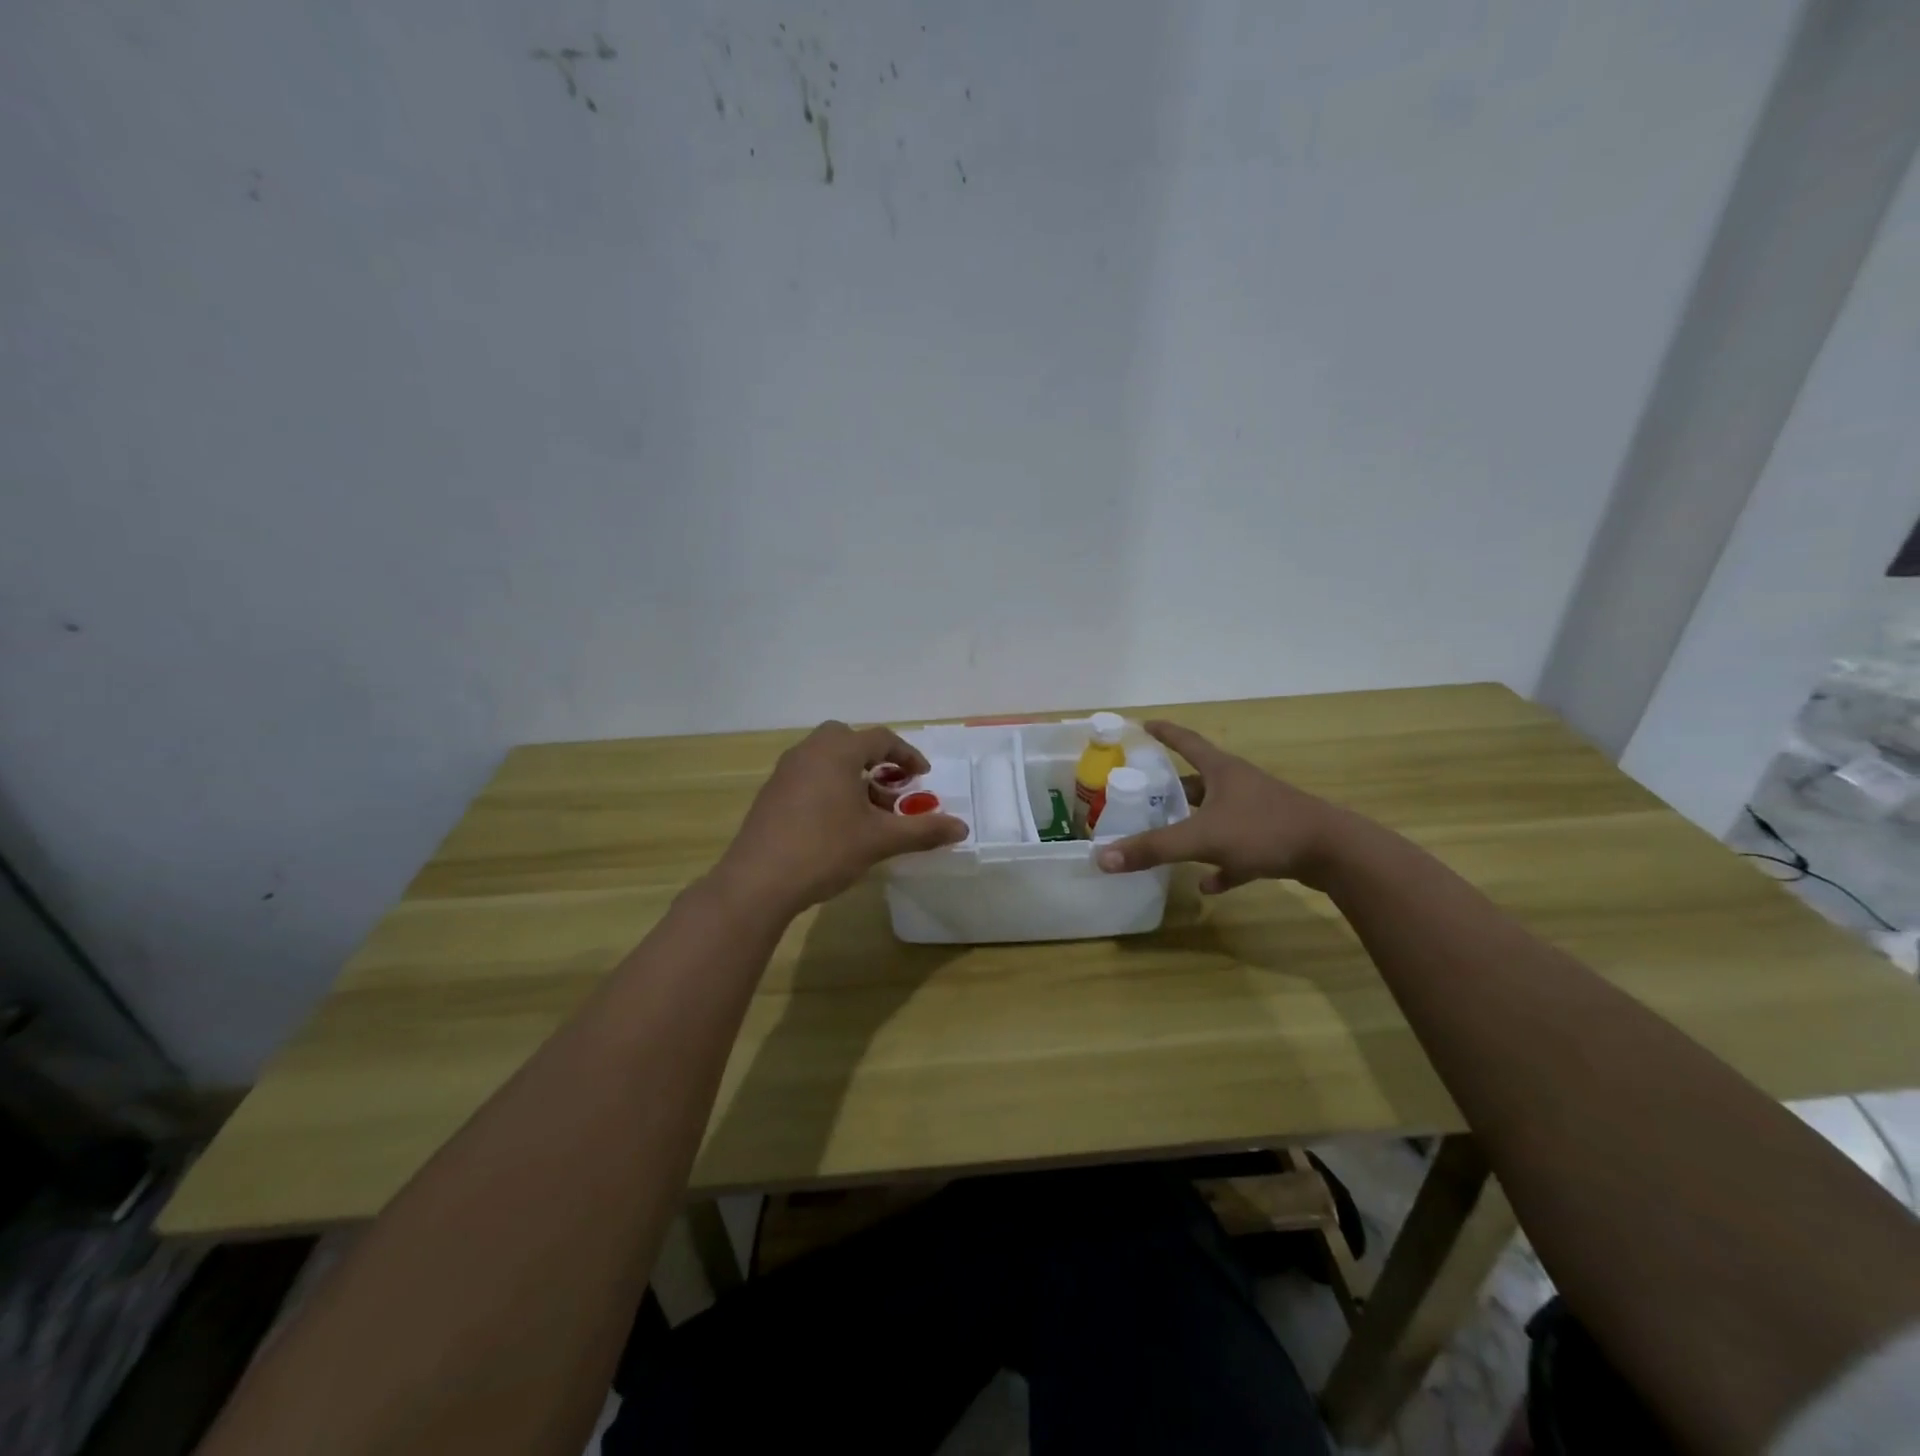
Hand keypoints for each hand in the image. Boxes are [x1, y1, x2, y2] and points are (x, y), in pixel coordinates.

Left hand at [713, 721, 968, 916]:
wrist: (758, 881)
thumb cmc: (824, 850)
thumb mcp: (879, 840)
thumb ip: (922, 830)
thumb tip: (962, 828)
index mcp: (837, 751)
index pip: (881, 739)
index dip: (907, 756)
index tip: (923, 777)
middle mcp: (809, 751)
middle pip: (848, 741)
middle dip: (875, 760)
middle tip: (892, 787)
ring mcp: (785, 771)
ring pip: (826, 759)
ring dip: (852, 775)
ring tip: (868, 811)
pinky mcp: (771, 794)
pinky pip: (809, 776)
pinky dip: (830, 787)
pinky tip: (837, 823)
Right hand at [1094, 720, 1352, 892]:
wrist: (1333, 852)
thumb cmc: (1263, 829)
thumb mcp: (1202, 838)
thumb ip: (1153, 848)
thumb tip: (1101, 857)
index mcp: (1221, 770)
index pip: (1185, 741)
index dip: (1163, 732)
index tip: (1143, 725)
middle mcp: (1238, 784)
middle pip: (1197, 782)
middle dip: (1170, 790)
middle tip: (1142, 797)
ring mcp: (1258, 811)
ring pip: (1216, 815)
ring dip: (1193, 827)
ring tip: (1166, 839)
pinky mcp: (1273, 839)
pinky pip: (1238, 849)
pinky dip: (1221, 864)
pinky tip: (1208, 884)